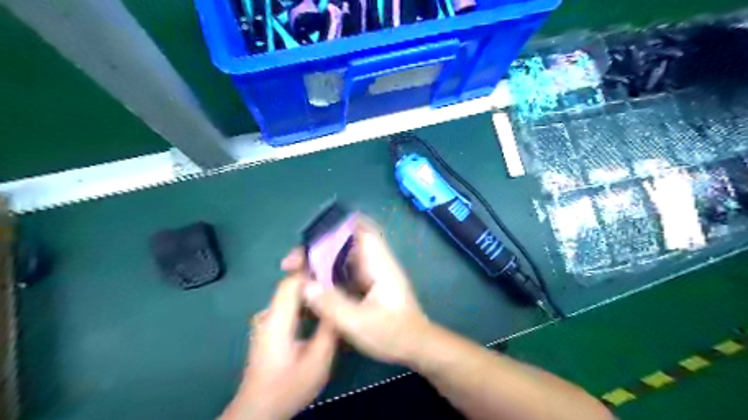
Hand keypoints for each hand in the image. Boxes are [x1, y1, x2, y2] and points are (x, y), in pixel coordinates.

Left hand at [220, 272, 337, 419]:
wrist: (258, 411)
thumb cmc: (288, 387)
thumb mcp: (318, 360)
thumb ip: (329, 328)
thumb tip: (338, 302)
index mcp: (277, 319)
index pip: (292, 281)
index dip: (311, 266)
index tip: (333, 258)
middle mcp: (268, 314)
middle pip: (292, 286)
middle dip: (316, 278)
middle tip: (340, 277)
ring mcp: (266, 321)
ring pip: (291, 296)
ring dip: (312, 292)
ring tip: (335, 293)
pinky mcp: (268, 328)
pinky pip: (289, 307)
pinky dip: (305, 305)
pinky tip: (321, 313)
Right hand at [296, 219, 426, 364]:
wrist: (417, 346)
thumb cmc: (394, 334)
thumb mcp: (359, 323)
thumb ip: (332, 304)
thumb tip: (305, 285)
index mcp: (379, 264)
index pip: (362, 231)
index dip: (340, 224)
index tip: (313, 231)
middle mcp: (375, 263)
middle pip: (345, 244)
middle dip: (319, 247)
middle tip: (293, 262)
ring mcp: (372, 274)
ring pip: (342, 258)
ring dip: (321, 261)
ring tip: (296, 272)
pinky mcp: (369, 285)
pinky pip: (344, 272)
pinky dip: (327, 275)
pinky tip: (313, 286)